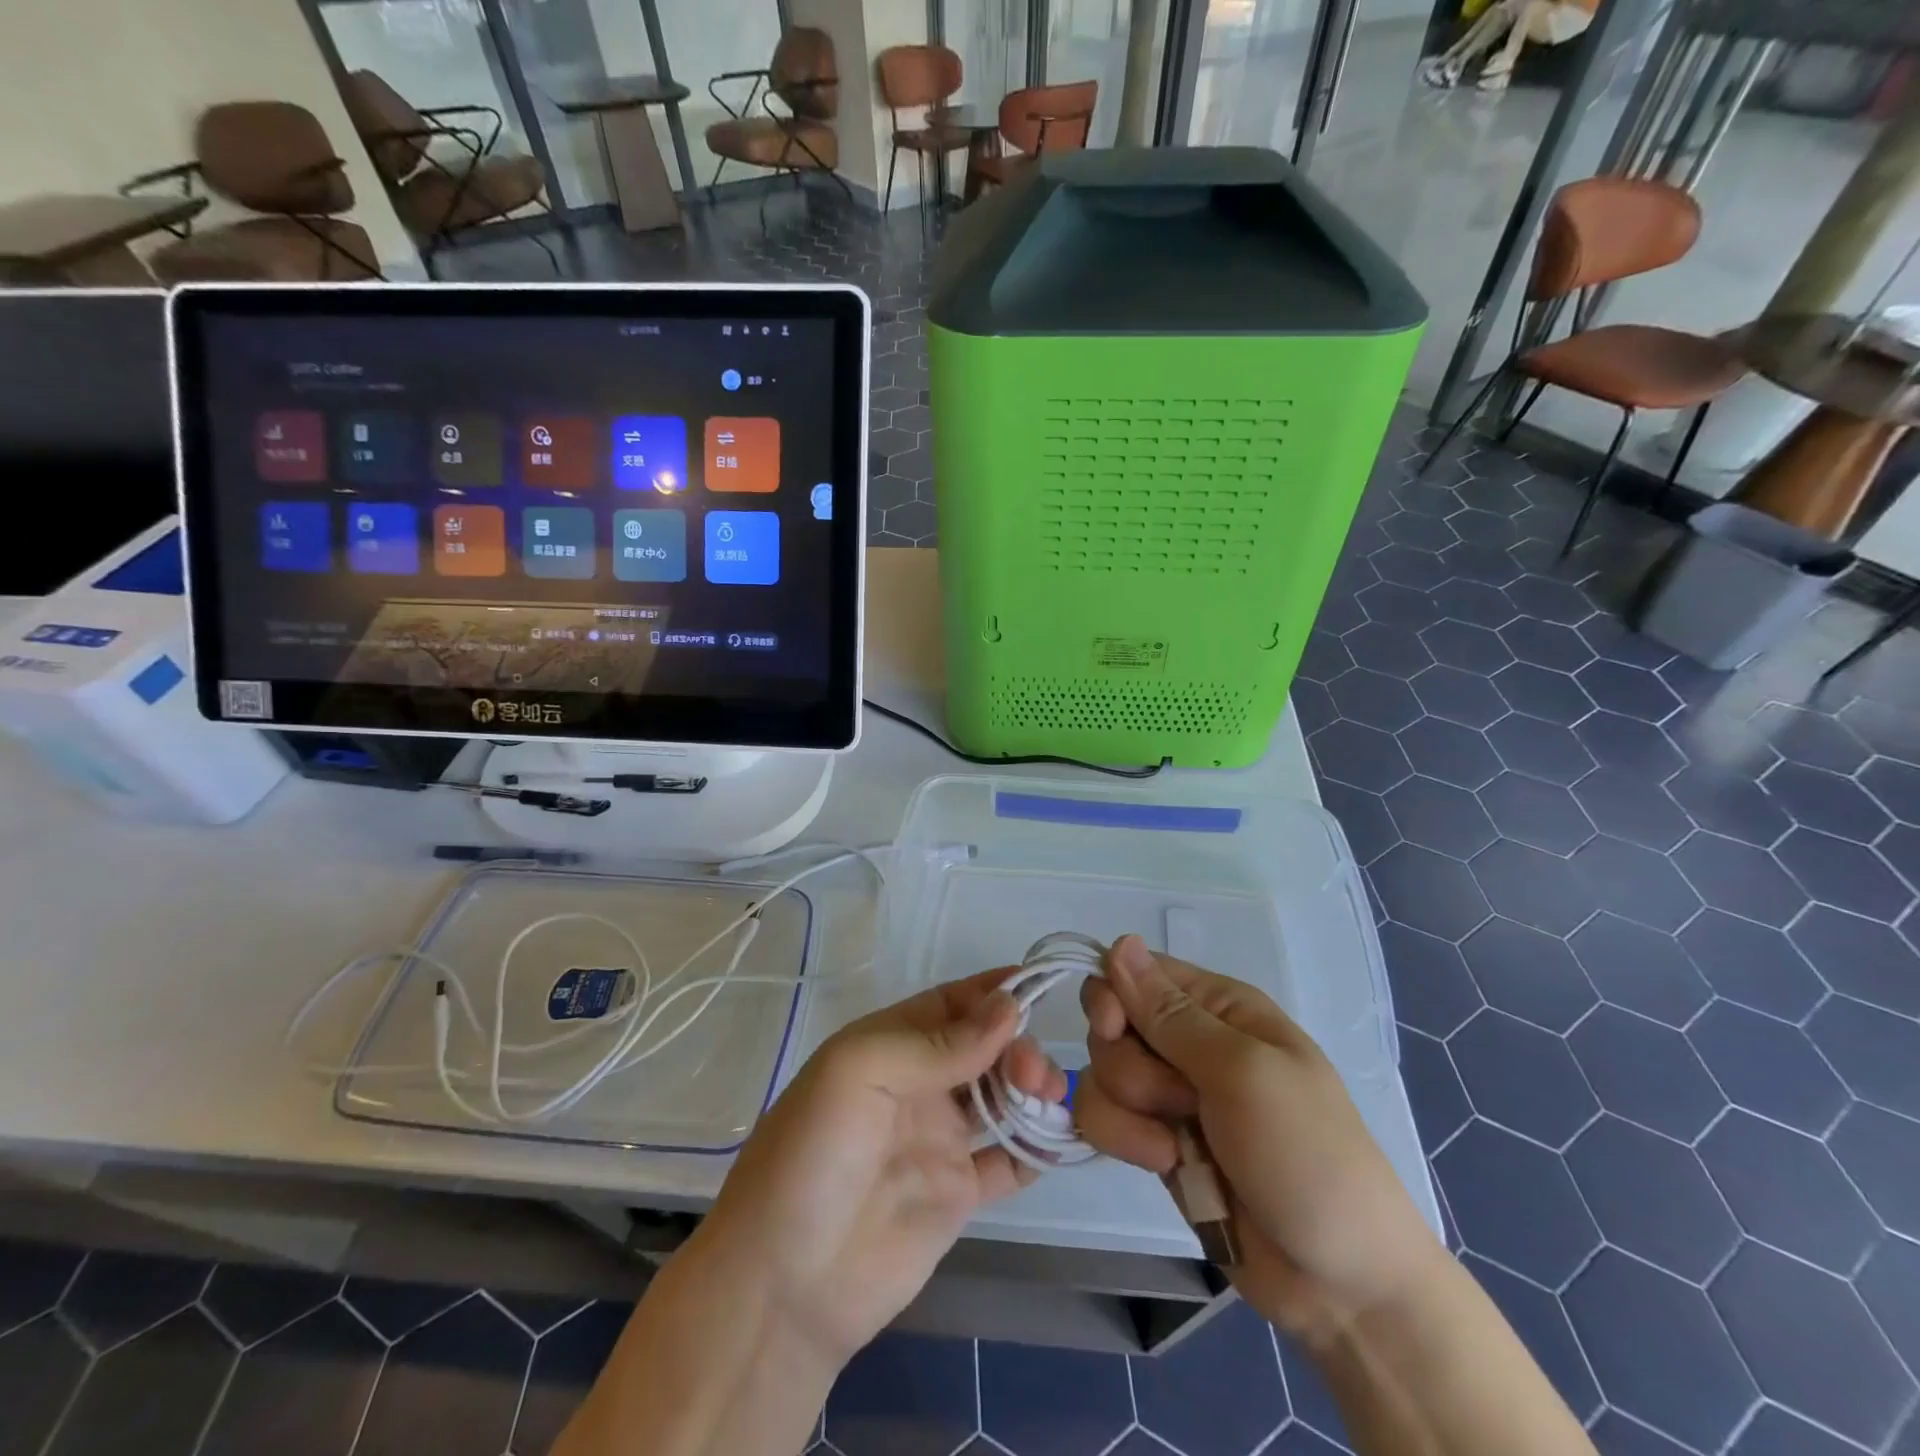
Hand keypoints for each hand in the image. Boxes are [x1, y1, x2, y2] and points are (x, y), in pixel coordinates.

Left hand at [692, 969, 1060, 1366]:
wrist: (784, 1283)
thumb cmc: (814, 1155)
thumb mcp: (859, 1073)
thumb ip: (936, 1043)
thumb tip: (1009, 1007)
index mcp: (889, 1045)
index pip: (951, 1003)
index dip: (992, 991)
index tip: (1040, 984)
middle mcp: (917, 1084)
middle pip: (983, 1047)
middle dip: (1015, 1044)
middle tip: (1033, 1070)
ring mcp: (938, 1139)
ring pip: (1000, 1096)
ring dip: (1031, 1086)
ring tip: (1048, 1097)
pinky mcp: (957, 1194)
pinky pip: (1009, 1161)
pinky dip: (1037, 1146)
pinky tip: (1059, 1137)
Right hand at [1070, 935, 1445, 1343]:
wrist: (1340, 1283)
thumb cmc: (1306, 1156)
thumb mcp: (1242, 1073)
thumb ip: (1171, 1014)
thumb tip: (1119, 942)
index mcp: (1219, 1007)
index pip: (1135, 972)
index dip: (1112, 996)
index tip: (1114, 1030)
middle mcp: (1188, 1041)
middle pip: (1110, 1025)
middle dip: (1130, 1067)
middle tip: (1180, 1100)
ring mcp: (1170, 1093)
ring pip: (1102, 1073)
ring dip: (1129, 1112)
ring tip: (1176, 1146)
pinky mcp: (1154, 1139)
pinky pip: (1104, 1118)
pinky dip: (1125, 1140)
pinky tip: (1164, 1164)